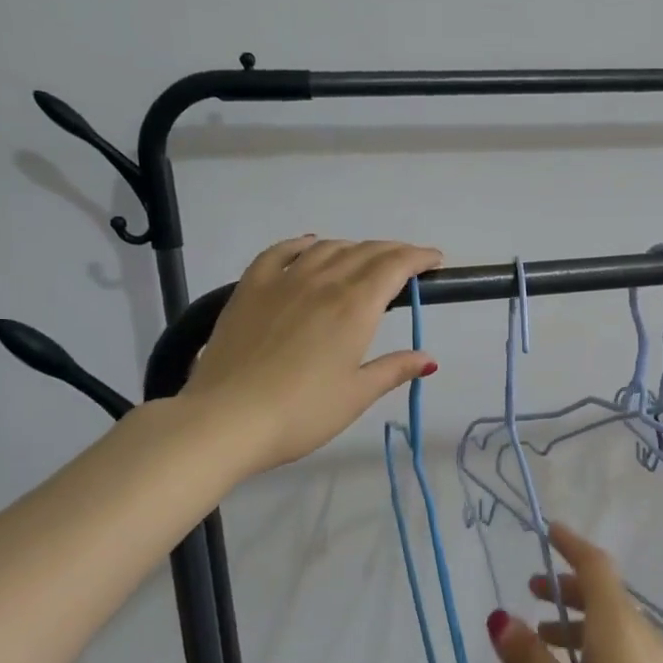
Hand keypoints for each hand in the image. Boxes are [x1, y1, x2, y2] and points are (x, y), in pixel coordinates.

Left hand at [180, 236, 443, 475]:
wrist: (227, 419)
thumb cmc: (301, 413)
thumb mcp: (356, 395)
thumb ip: (394, 369)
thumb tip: (429, 359)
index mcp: (355, 307)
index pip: (395, 266)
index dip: (418, 257)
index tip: (434, 260)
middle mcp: (322, 283)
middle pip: (365, 252)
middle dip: (393, 252)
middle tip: (408, 262)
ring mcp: (283, 281)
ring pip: (327, 248)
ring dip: (354, 248)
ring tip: (365, 260)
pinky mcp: (250, 288)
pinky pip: (280, 252)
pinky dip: (302, 244)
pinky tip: (310, 245)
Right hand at [488, 525, 662, 662]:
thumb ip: (528, 661)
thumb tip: (501, 616)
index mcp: (621, 629)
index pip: (596, 567)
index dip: (571, 544)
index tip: (548, 531)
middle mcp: (650, 638)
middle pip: (608, 597)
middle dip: (569, 590)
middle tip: (534, 596)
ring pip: (619, 630)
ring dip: (582, 626)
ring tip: (548, 647)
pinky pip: (632, 656)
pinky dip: (601, 652)